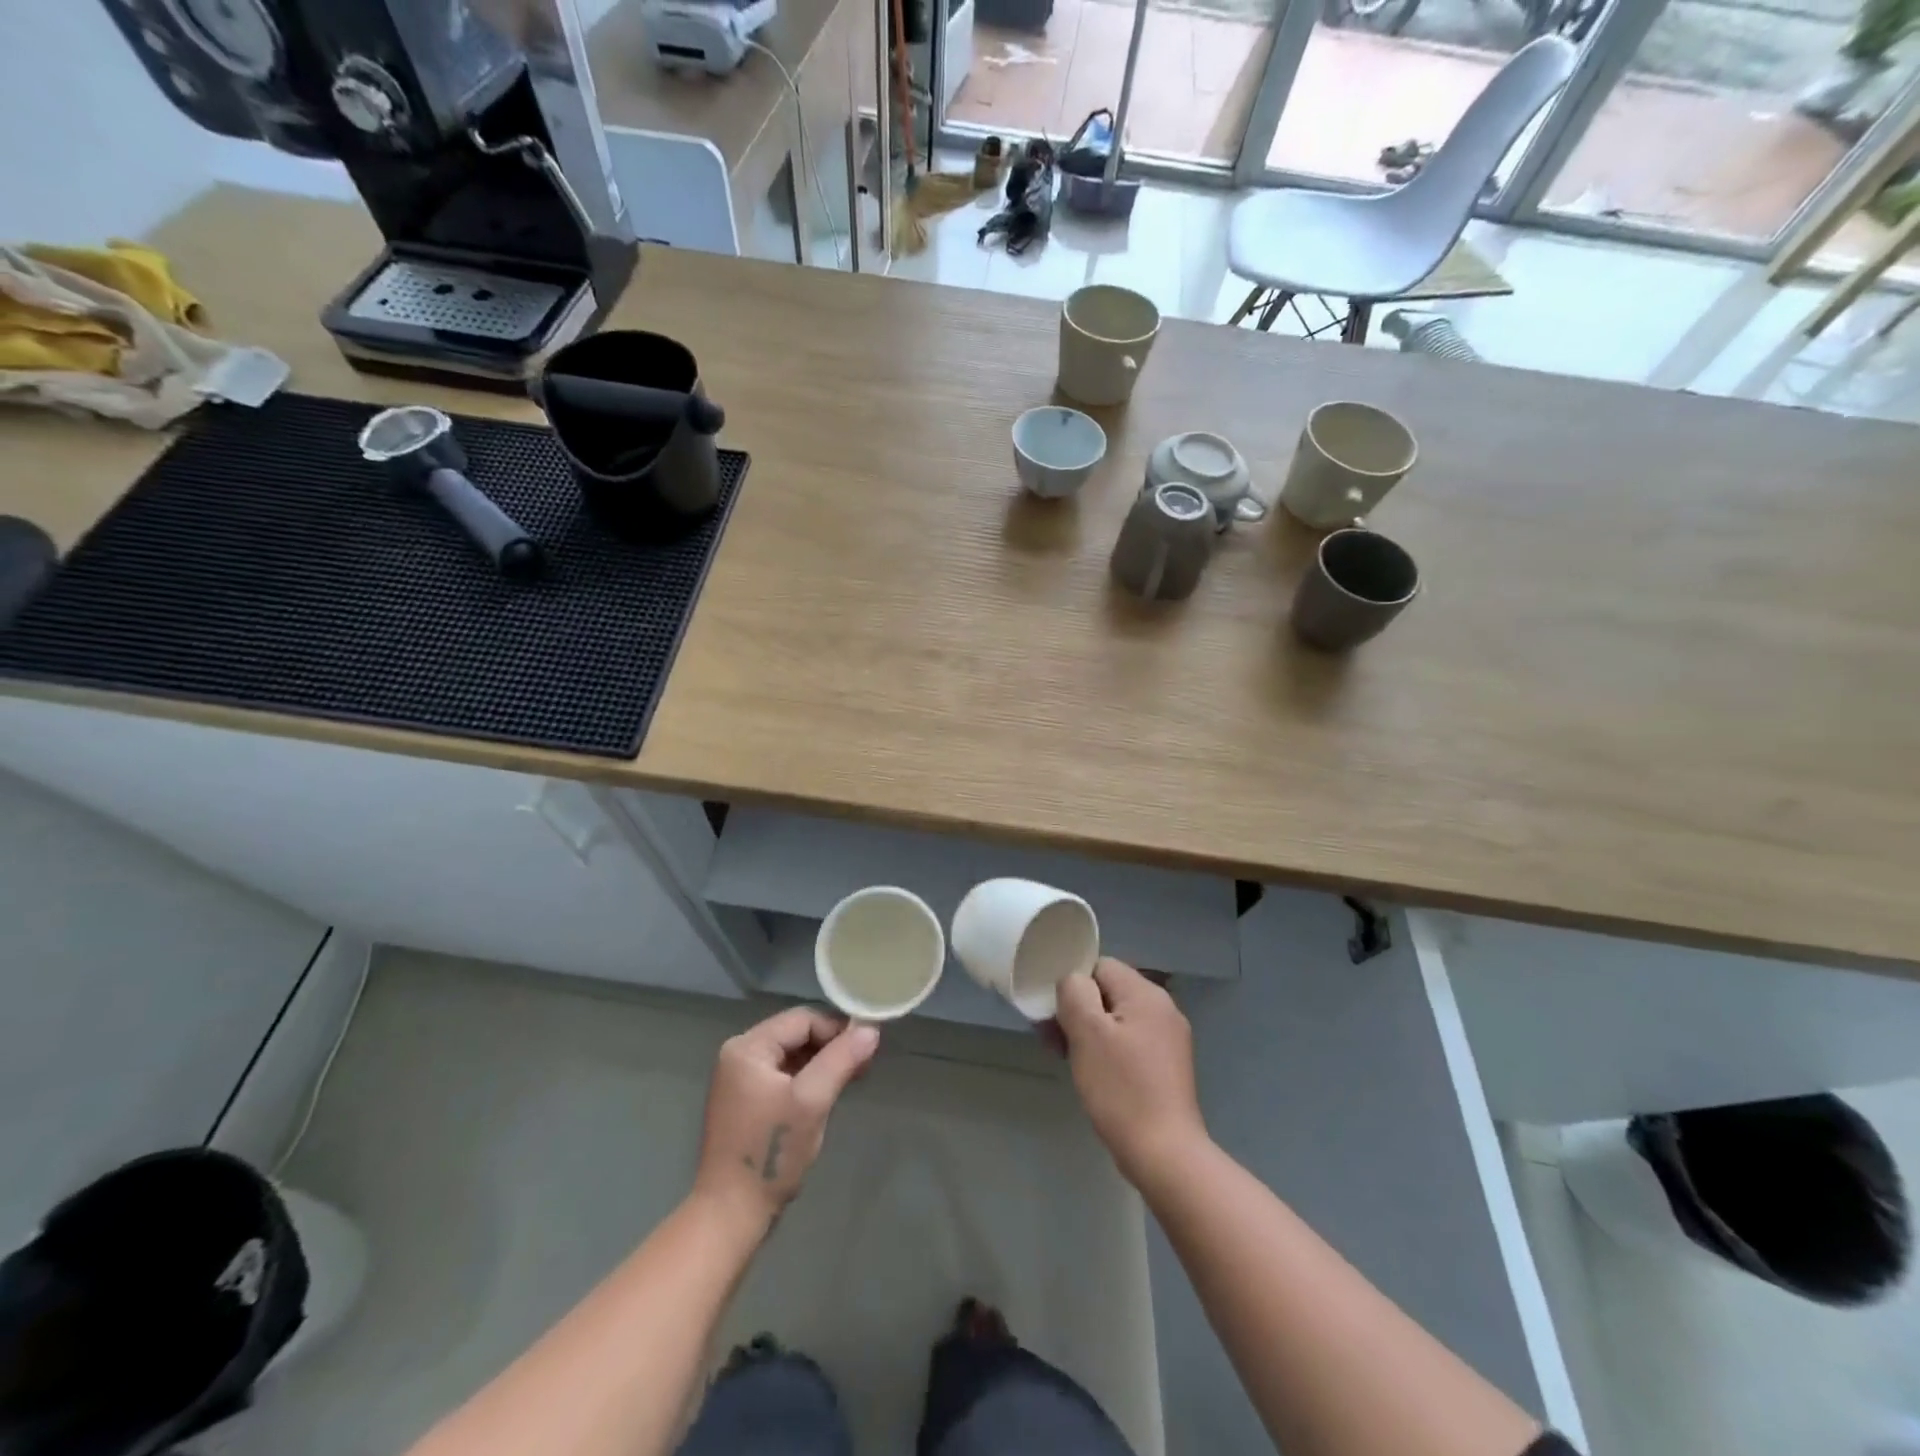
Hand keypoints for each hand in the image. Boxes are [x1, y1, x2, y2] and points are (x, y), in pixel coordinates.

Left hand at [693, 1007, 879, 1232]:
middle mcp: (739, 1055)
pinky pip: (783, 1076)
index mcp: (747, 1047)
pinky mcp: (746, 1102)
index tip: (868, 1047)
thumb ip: (841, 1059)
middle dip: (832, 1046)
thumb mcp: (812, 1101)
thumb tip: (871, 1029)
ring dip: (823, 1064)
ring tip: (854, 1077)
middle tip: (865, 1063)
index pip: (802, 1020)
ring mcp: (739, 1080)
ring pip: (792, 1056)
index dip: (837, 1029)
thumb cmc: (771, 1152)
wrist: (730, 1216)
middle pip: (796, 1035)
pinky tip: (829, 1093)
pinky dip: (808, 1080)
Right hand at [1055, 959, 1206, 1186]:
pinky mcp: (1167, 1066)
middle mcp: (1162, 1008)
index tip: (1054, 1017)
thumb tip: (1073, 982)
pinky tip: (1095, 1075)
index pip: (1099, 966)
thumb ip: (1075, 992)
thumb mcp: (1087, 1032)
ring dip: (1089, 1033)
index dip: (1072, 986)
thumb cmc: (1121, 1088)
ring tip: (1069, 1060)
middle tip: (1054, 1042)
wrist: (1164, 1154)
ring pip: (1116, 1019)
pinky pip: (1129, 1042)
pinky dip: (1108, 1051)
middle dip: (1077, 1011)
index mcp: (1146, 993)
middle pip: (1108, 992)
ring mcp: (1168, 1038)